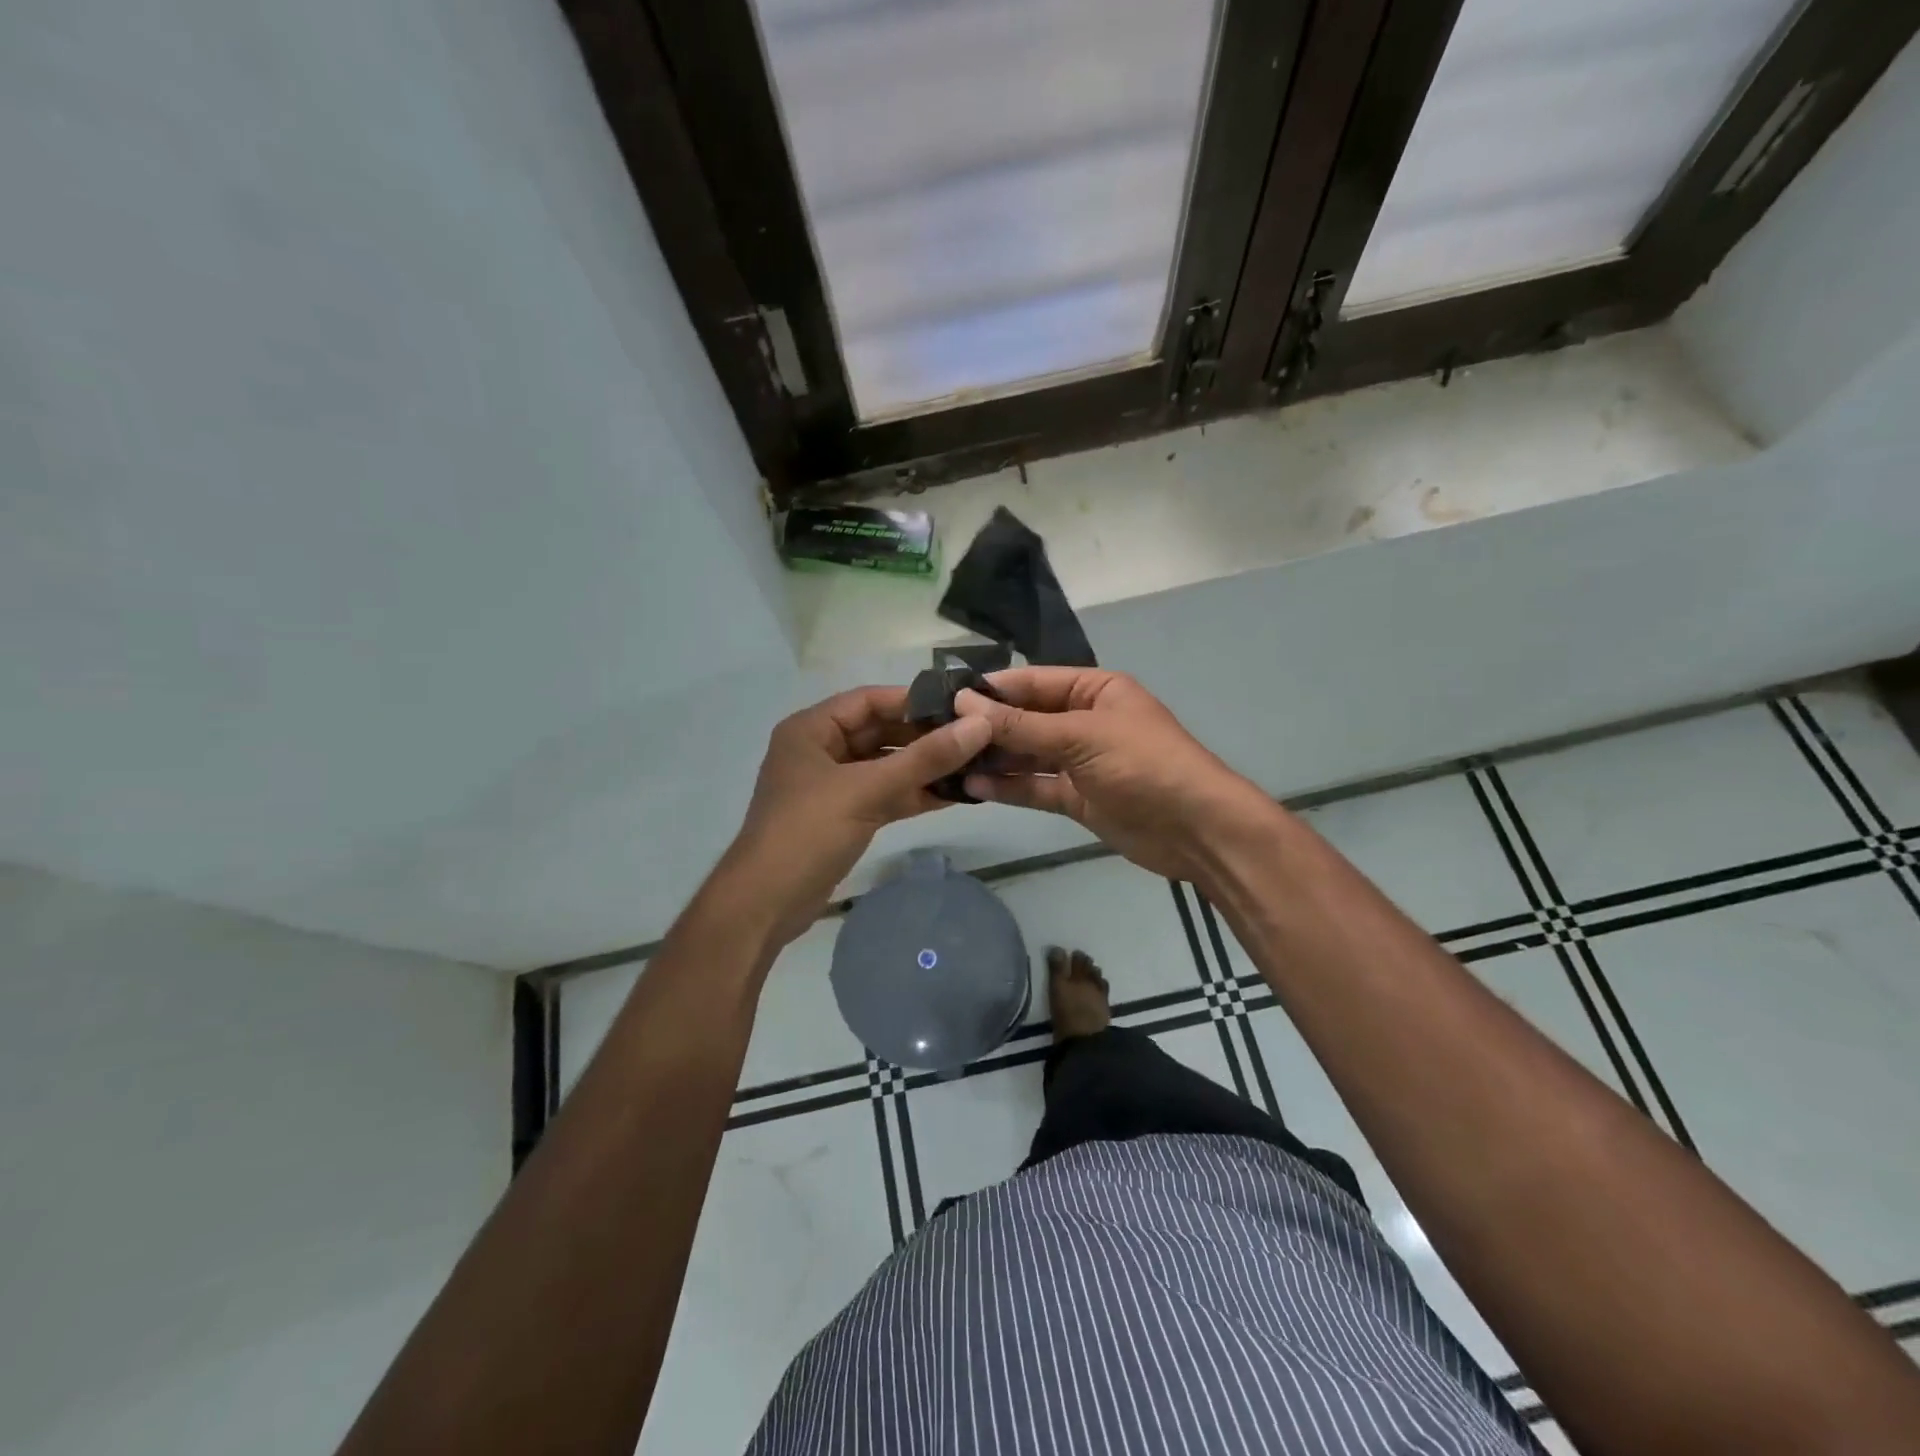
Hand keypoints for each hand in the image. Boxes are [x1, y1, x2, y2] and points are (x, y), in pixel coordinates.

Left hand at [713, 686, 992, 947]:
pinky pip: (884, 794)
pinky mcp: (843, 817)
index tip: (960, 706)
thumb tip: (979, 726)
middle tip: (975, 738)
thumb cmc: (808, 833)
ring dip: (923, 767)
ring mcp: (832, 786)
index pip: (869, 700)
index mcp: (811, 730)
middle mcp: (820, 751)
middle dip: (924, 736)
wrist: (765, 904)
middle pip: (880, 732)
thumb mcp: (867, 790)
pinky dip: (913, 794)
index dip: (914, 701)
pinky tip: (953, 795)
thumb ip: (924, 758)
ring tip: (973, 765)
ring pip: (885, 766)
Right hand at [955, 668, 1276, 884]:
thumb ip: (1020, 725)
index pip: (1032, 682)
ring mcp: (1080, 761)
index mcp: (1094, 690)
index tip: (944, 697)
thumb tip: (964, 702)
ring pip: (1026, 755)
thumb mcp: (1080, 736)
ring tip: (946, 763)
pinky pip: (1035, 787)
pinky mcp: (1076, 798)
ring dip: (992, 759)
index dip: (991, 689)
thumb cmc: (1144, 765)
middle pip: (1025, 719)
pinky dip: (1007, 787)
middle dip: (986, 727)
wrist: (1196, 830)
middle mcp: (1084, 720)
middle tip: (936, 735)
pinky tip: (971, 788)